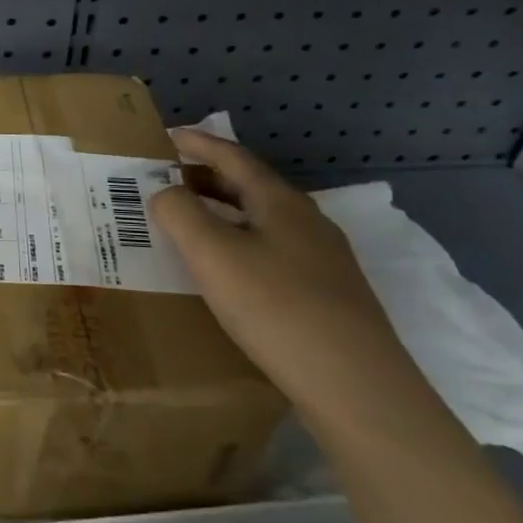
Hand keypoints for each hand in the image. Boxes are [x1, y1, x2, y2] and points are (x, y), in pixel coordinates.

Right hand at [148, 127, 420, 418]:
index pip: (233, 157)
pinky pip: (273, 250)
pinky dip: (241, 243)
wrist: (356, 386)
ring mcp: (323, 259)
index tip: (167, 136)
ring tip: (191, 224)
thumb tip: (165, 193)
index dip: (198, 144)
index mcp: (280, 202)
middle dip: (207, 177)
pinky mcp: (329, 294)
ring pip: (263, 221)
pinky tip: (230, 272)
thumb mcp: (212, 254)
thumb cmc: (276, 307)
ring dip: (224, 212)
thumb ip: (180, 213)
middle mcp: (306, 221)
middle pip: (250, 186)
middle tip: (169, 181)